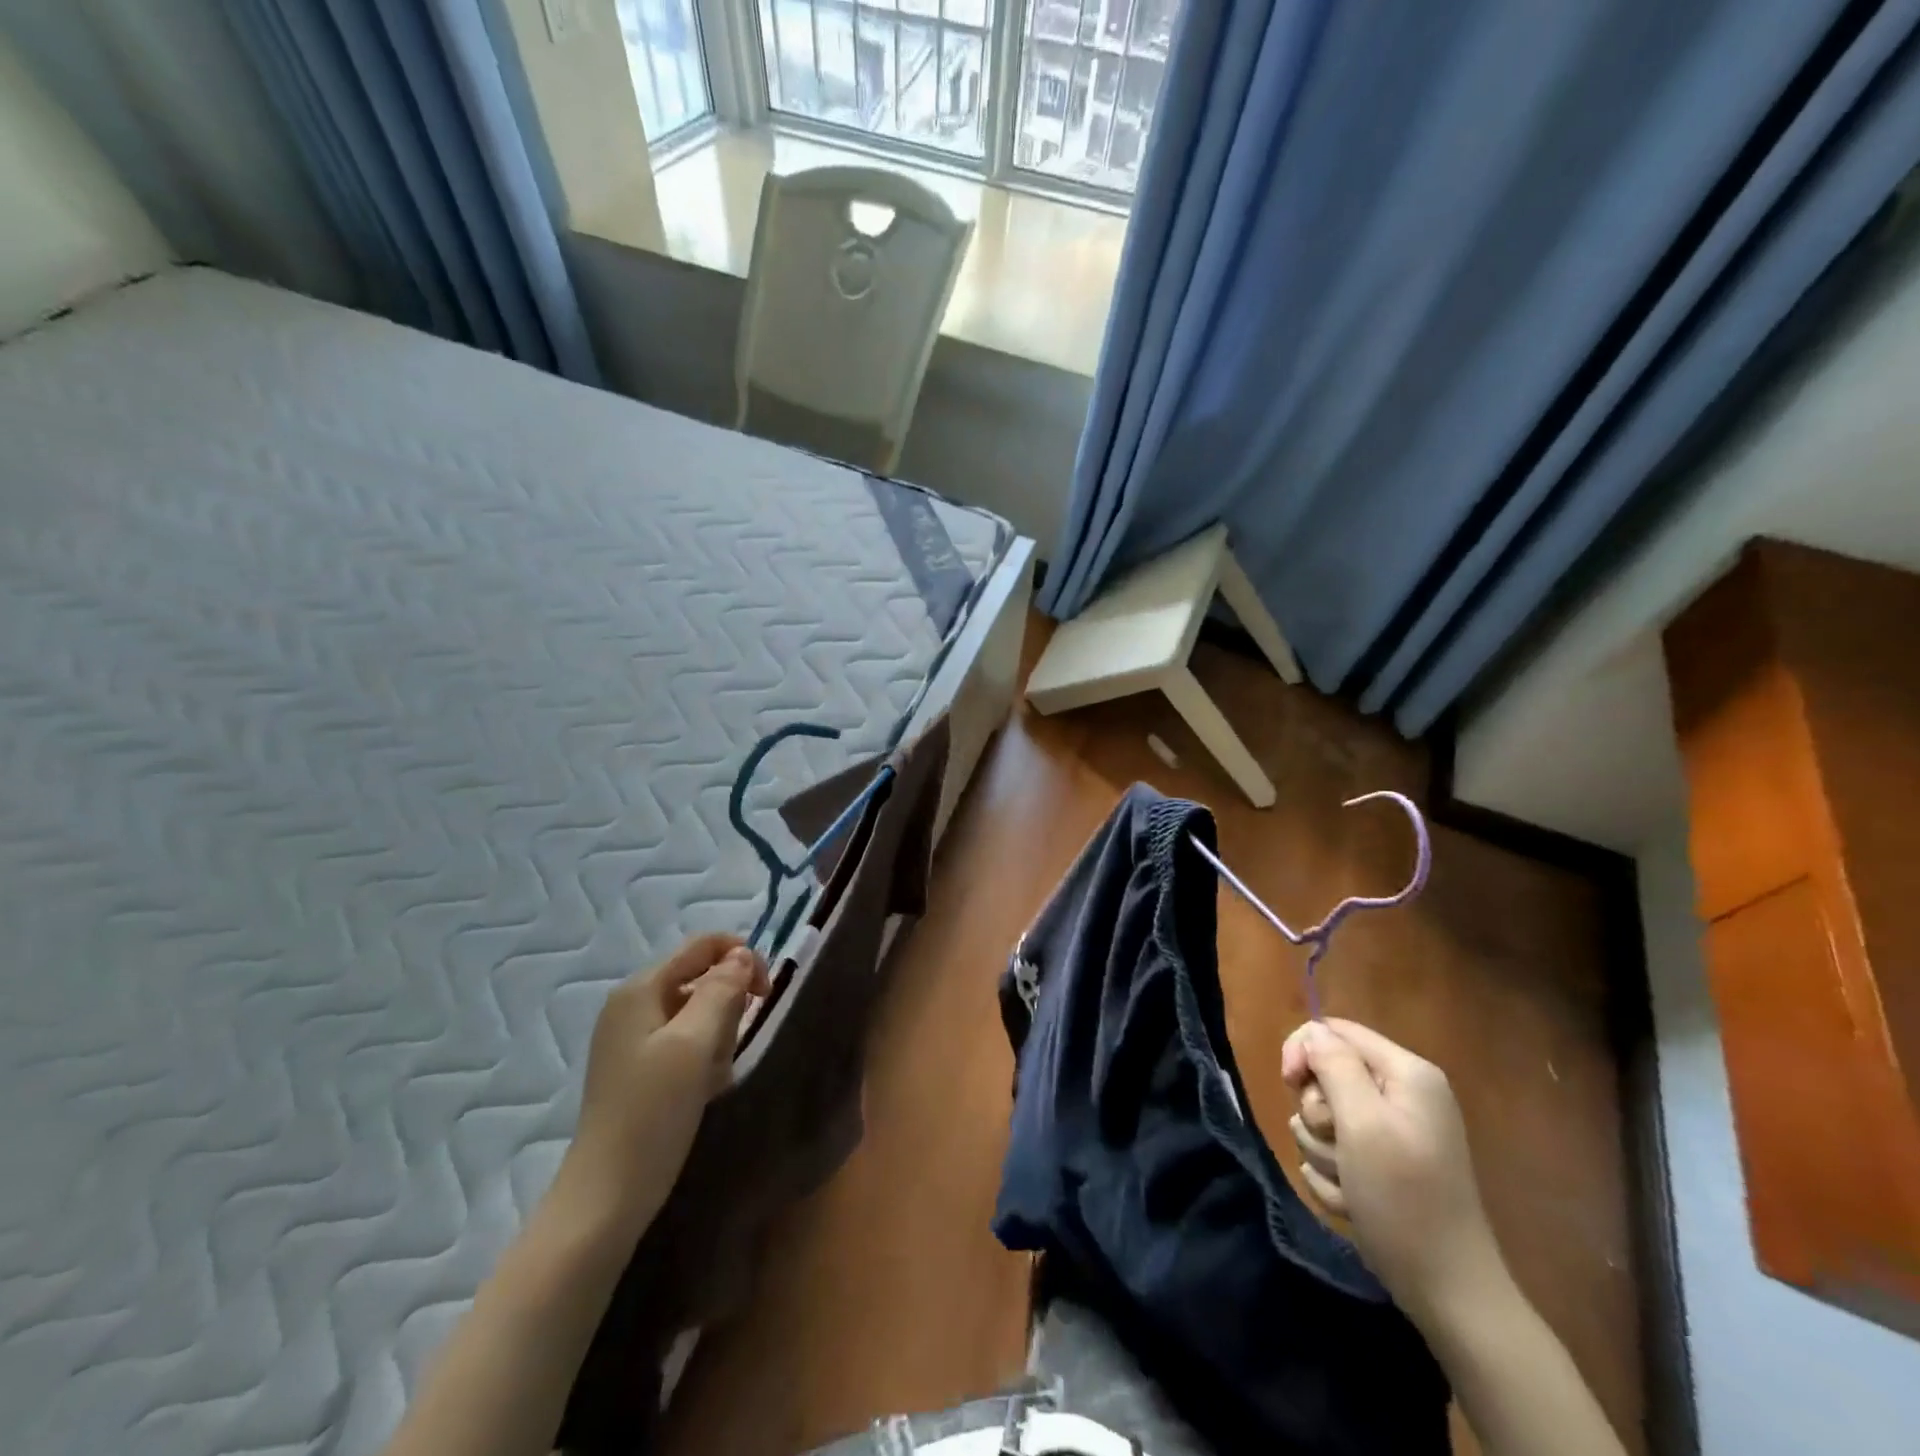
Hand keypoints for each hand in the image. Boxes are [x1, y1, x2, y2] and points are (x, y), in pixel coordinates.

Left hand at [560, 934, 769, 1225]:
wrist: (608, 1196)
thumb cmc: (653, 1112)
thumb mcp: (695, 1044)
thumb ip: (722, 991)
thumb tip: (742, 955)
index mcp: (640, 989)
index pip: (702, 946)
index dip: (741, 957)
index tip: (766, 992)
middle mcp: (632, 1005)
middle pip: (700, 977)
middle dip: (728, 1005)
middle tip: (732, 1045)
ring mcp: (632, 1038)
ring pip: (697, 1012)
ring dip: (718, 1036)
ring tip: (716, 1075)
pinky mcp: (639, 1068)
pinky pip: (685, 1042)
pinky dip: (704, 1057)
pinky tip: (705, 1089)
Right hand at [1280, 1018, 1503, 1325]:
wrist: (1448, 1293)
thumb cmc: (1404, 1199)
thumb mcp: (1363, 1124)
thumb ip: (1334, 1066)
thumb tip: (1313, 1033)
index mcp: (1406, 1074)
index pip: (1334, 1030)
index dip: (1303, 1050)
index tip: (1289, 1083)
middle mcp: (1401, 1095)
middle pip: (1325, 1076)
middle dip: (1318, 1114)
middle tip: (1338, 1146)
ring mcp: (1393, 1133)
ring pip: (1323, 1119)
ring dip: (1323, 1152)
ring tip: (1349, 1184)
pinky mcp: (1382, 1166)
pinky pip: (1334, 1153)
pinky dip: (1335, 1177)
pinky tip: (1354, 1203)